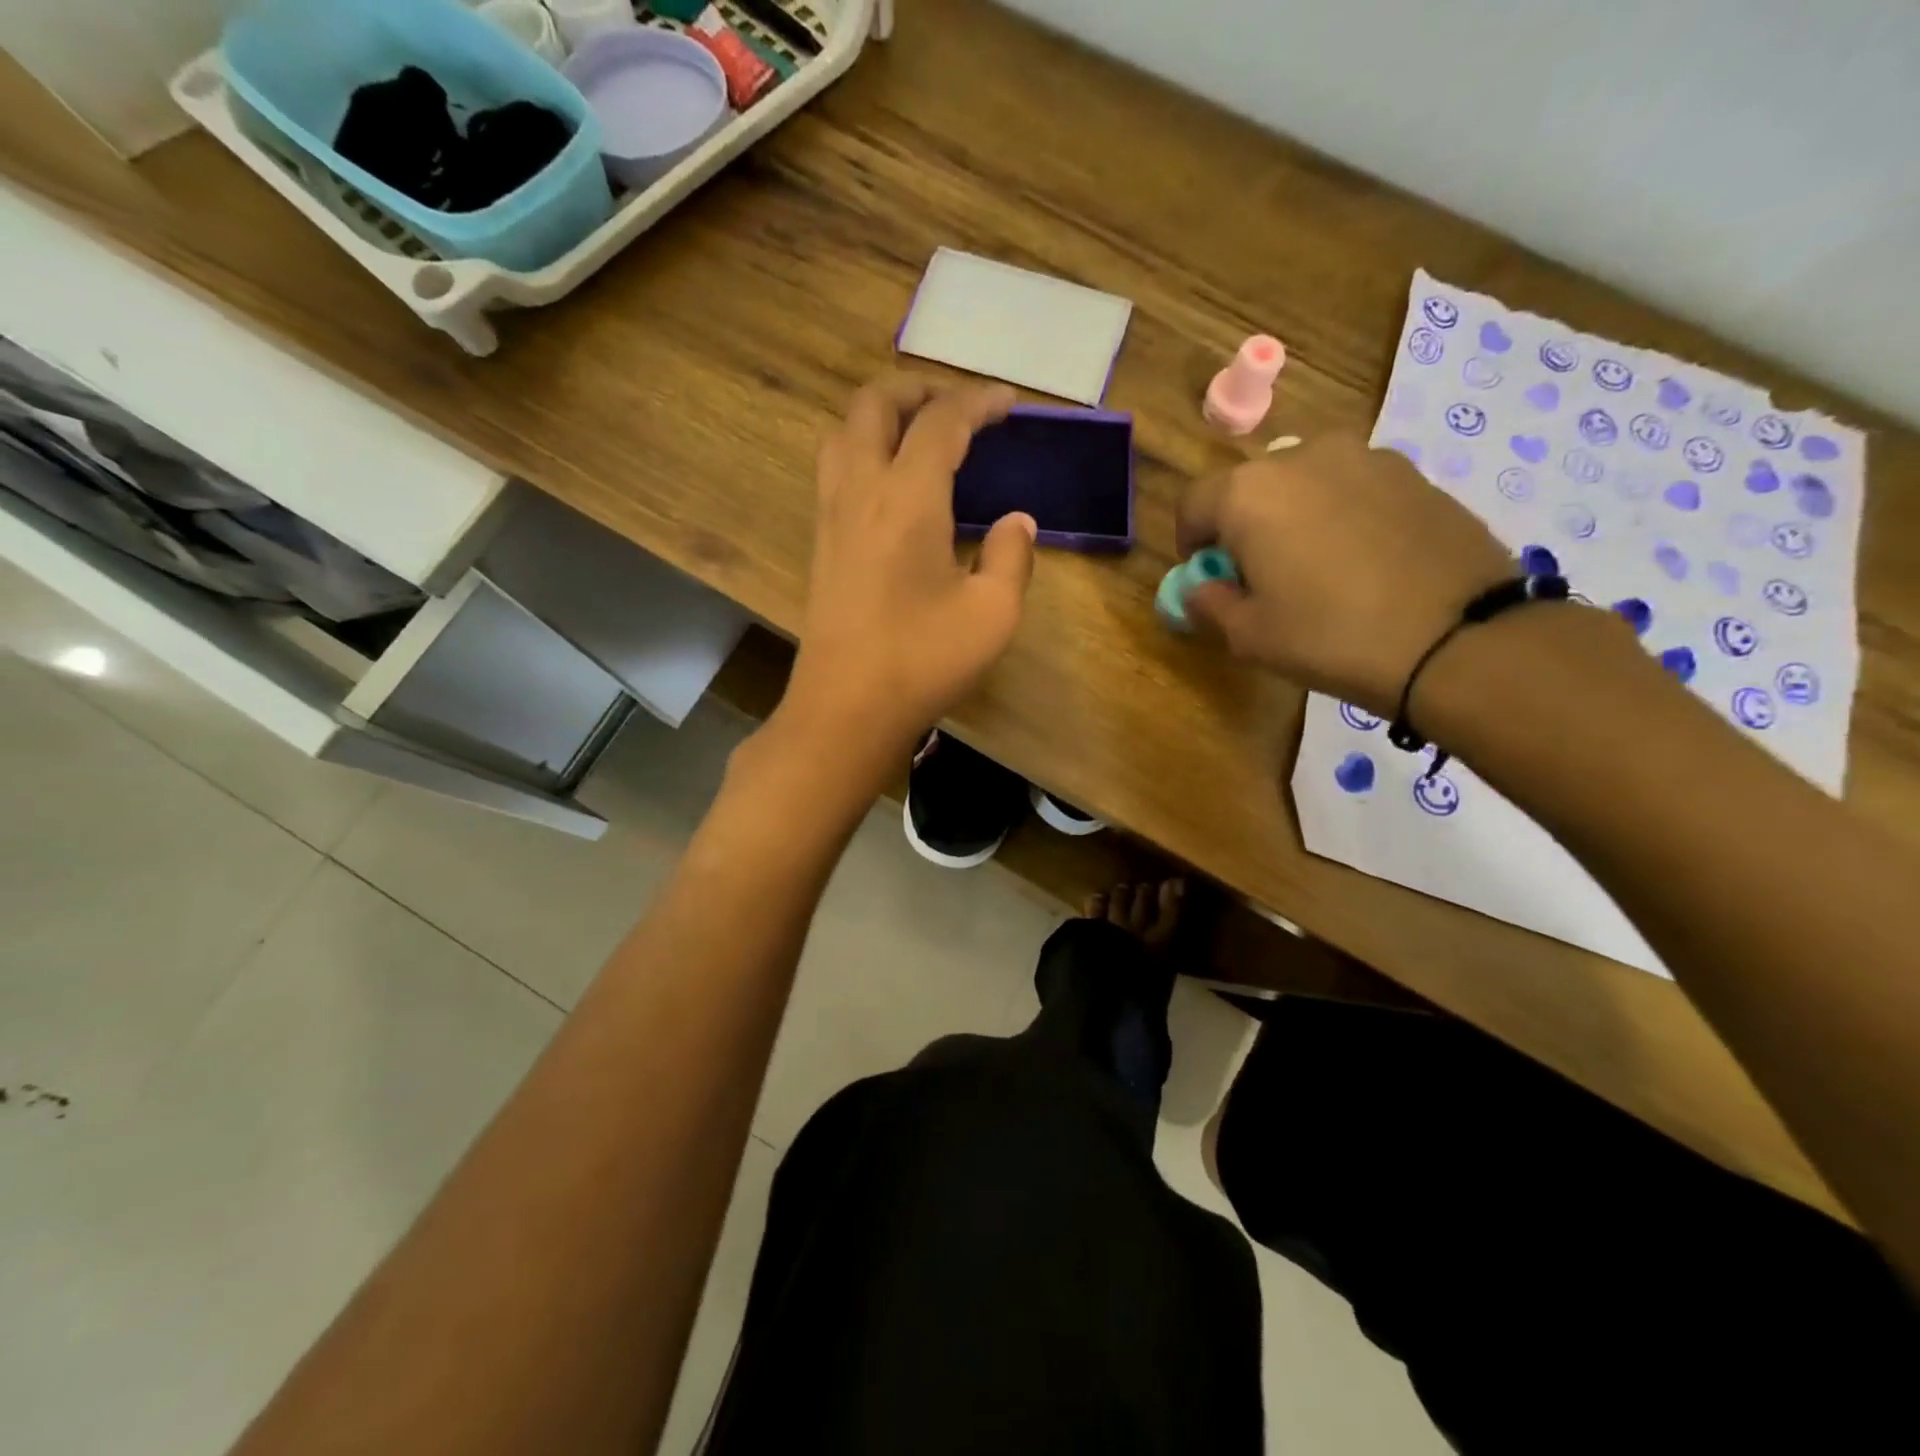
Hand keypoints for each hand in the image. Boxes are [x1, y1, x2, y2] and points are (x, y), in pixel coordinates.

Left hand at [778, 372, 1036, 763]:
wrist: (846, 708)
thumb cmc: (924, 660)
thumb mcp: (993, 612)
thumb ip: (1012, 556)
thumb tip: (1016, 522)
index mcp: (907, 496)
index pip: (941, 421)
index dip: (978, 402)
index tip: (1008, 404)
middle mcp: (860, 489)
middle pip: (875, 403)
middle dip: (919, 388)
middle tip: (958, 405)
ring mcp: (831, 514)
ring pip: (843, 430)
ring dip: (882, 414)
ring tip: (920, 434)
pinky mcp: (820, 543)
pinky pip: (835, 467)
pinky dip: (864, 448)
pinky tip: (892, 484)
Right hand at [1176, 433, 1513, 714]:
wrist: (1457, 637)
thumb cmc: (1330, 636)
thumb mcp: (1249, 636)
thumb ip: (1209, 604)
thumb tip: (1200, 588)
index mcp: (1249, 492)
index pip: (1193, 503)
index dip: (1190, 541)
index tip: (1206, 575)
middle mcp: (1302, 456)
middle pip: (1250, 486)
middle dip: (1243, 526)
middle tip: (1260, 574)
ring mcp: (1365, 457)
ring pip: (1304, 482)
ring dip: (1293, 516)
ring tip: (1316, 567)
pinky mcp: (1413, 473)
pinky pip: (1353, 488)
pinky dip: (1341, 515)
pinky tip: (1362, 562)